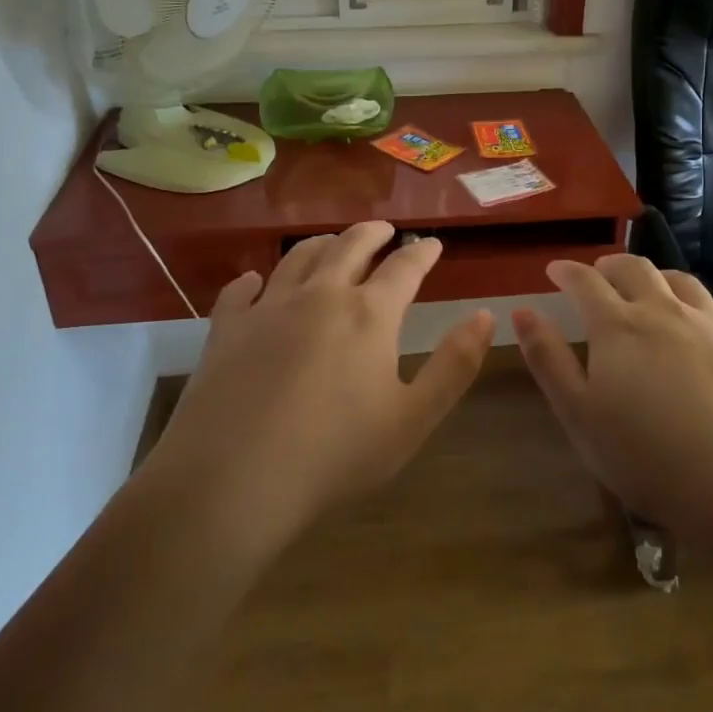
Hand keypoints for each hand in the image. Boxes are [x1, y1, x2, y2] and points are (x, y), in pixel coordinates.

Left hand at [144, 222, 492, 556]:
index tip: (432, 244)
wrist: (233, 481)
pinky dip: (252, 280)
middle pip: (350, 247)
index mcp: (369, 314)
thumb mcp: (412, 419)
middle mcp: (320, 295)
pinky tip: (254, 281)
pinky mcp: (227, 329)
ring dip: (321, 245)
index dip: (422, 253)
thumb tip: (486, 315)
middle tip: (383, 230)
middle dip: (372, 234)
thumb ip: (454, 365)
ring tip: (331, 243)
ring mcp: (268, 307)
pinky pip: (240, 291)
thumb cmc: (334, 455)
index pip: (404, 268)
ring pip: (298, 257)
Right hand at [513, 256, 712, 544]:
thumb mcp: (580, 416)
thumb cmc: (650, 459)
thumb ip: (548, 360)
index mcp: (618, 326)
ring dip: (656, 277)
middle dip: (610, 265)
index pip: (585, 281)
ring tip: (649, 289)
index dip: (567, 270)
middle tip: (598, 274)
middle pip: (634, 269)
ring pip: (680, 281)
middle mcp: (664, 311)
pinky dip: (704, 303)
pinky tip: (704, 318)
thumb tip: (523, 311)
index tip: (555, 269)